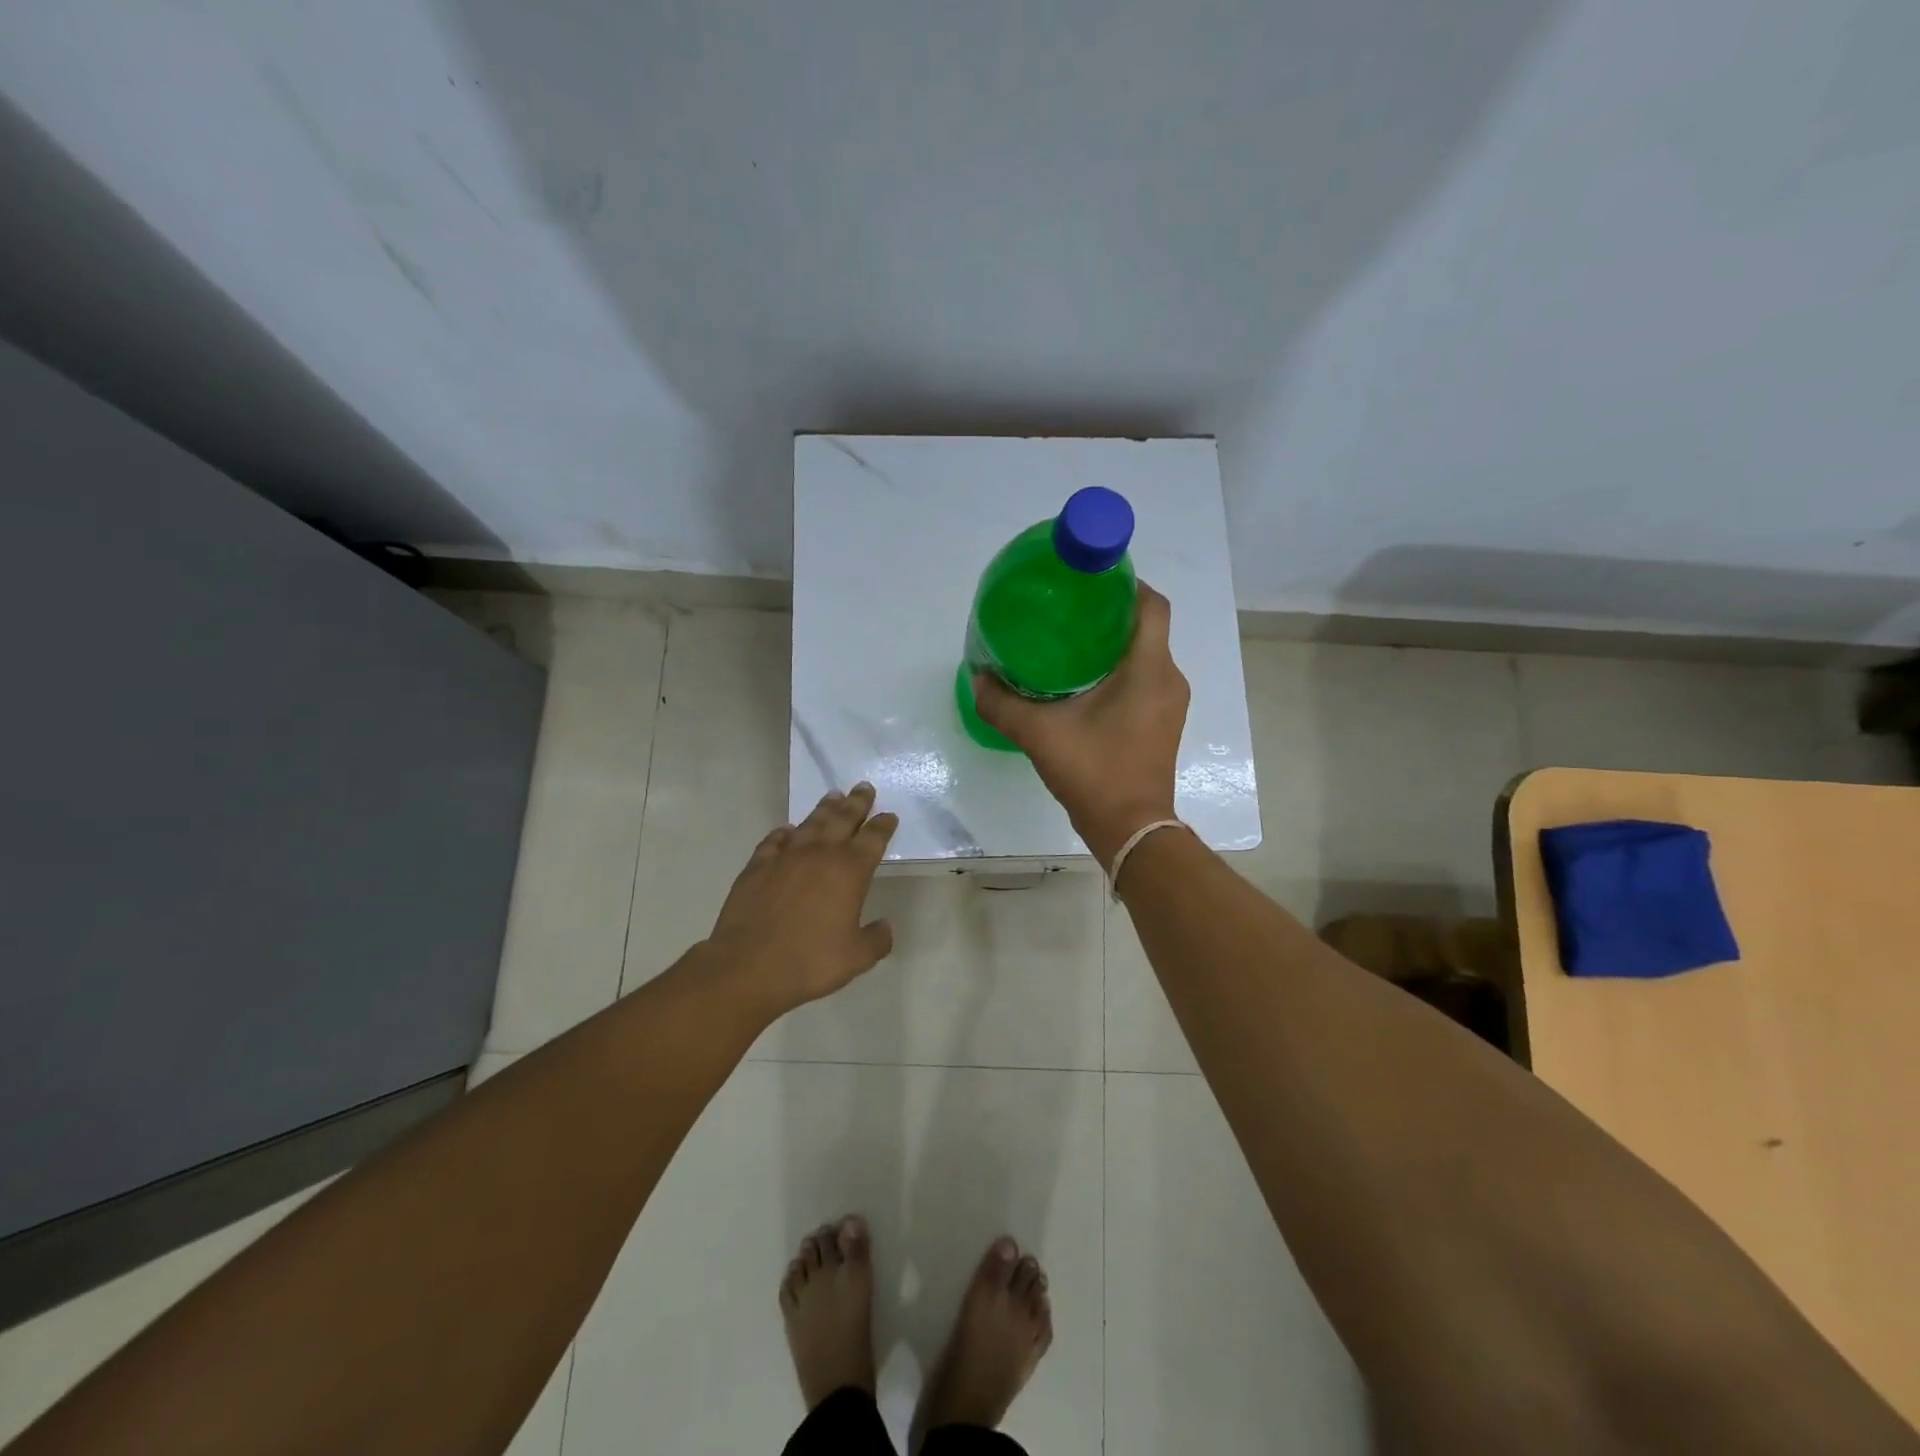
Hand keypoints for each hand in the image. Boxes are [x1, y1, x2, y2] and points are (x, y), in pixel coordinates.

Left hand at [704, 783, 898, 1017]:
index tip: (889, 815)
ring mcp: (785, 858)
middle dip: (856, 803)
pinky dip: (785, 833)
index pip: (873, 839)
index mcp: (849, 872)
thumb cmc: (810, 962)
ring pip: (810, 824)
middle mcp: (819, 855)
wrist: (748, 968)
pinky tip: (787, 832)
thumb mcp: (856, 958)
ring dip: (824, 809)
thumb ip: (876, 939)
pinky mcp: (757, 867)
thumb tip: (885, 926)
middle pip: (842, 819)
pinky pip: (774, 841)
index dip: (883, 825)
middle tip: (864, 788)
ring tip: (834, 796)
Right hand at [973, 582, 1189, 864]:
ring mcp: (1169, 703)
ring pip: (1146, 655)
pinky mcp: (1162, 723)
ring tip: (1070, 642)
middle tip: (1067, 610)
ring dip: (1115, 644)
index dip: (1126, 583)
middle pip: (1146, 627)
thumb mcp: (1039, 734)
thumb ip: (1003, 704)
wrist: (1131, 829)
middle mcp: (1168, 678)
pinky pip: (1146, 679)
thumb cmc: (1094, 772)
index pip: (1152, 605)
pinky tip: (1083, 683)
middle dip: (1110, 613)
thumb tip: (977, 678)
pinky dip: (1120, 670)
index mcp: (1148, 668)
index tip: (1091, 580)